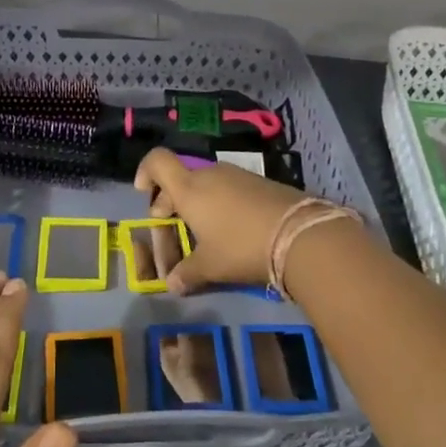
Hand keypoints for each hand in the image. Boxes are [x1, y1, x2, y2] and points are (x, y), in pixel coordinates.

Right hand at [133, 148, 311, 292]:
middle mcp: (210, 174)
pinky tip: (233, 229)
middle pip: (180, 178)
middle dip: (170, 201)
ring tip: (204, 233)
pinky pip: (229, 188)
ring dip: (198, 203)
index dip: (145, 172)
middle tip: (172, 228)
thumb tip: (172, 285)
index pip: (157, 161)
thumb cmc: (241, 247)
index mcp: (189, 189)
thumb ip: (187, 273)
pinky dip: (221, 203)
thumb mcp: (210, 266)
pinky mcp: (260, 182)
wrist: (300, 234)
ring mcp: (238, 175)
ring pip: (206, 183)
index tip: (145, 194)